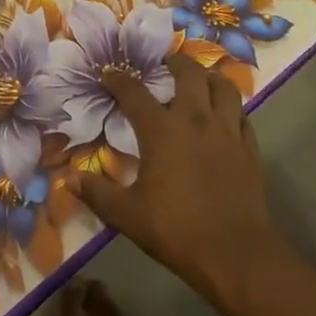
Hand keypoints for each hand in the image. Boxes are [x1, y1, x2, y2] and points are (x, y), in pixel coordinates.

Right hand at [70, 52, 287, 306]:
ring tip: (201, 78)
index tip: (108, 73)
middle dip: (175, 61)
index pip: (134, 92)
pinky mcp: (249, 147)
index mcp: (161, 130)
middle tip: (165, 61)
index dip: (118, 79)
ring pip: (223, 86)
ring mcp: (227, 131)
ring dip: (210, 77)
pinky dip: (232, 107)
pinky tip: (226, 115)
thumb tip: (66, 178)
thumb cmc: (176, 229)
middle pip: (188, 73)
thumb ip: (97, 193)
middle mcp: (195, 119)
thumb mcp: (127, 215)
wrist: (236, 255)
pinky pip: (242, 115)